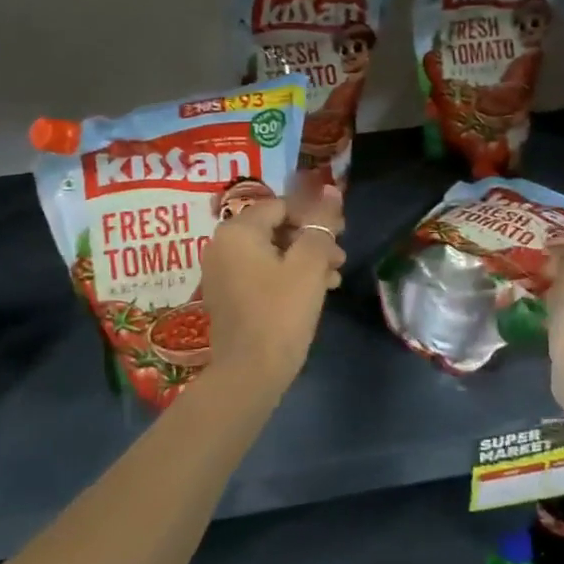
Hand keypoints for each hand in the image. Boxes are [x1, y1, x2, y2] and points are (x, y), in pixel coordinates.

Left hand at [200, 175, 345, 384]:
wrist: (248, 374)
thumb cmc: (280, 313)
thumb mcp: (308, 266)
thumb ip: (321, 225)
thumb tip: (332, 189)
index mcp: (237, 230)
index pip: (282, 205)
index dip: (315, 215)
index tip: (342, 232)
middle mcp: (222, 245)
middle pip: (275, 228)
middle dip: (311, 240)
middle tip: (340, 257)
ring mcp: (221, 272)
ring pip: (270, 253)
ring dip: (304, 260)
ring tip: (334, 277)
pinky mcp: (227, 296)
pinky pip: (260, 273)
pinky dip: (286, 276)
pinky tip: (315, 292)